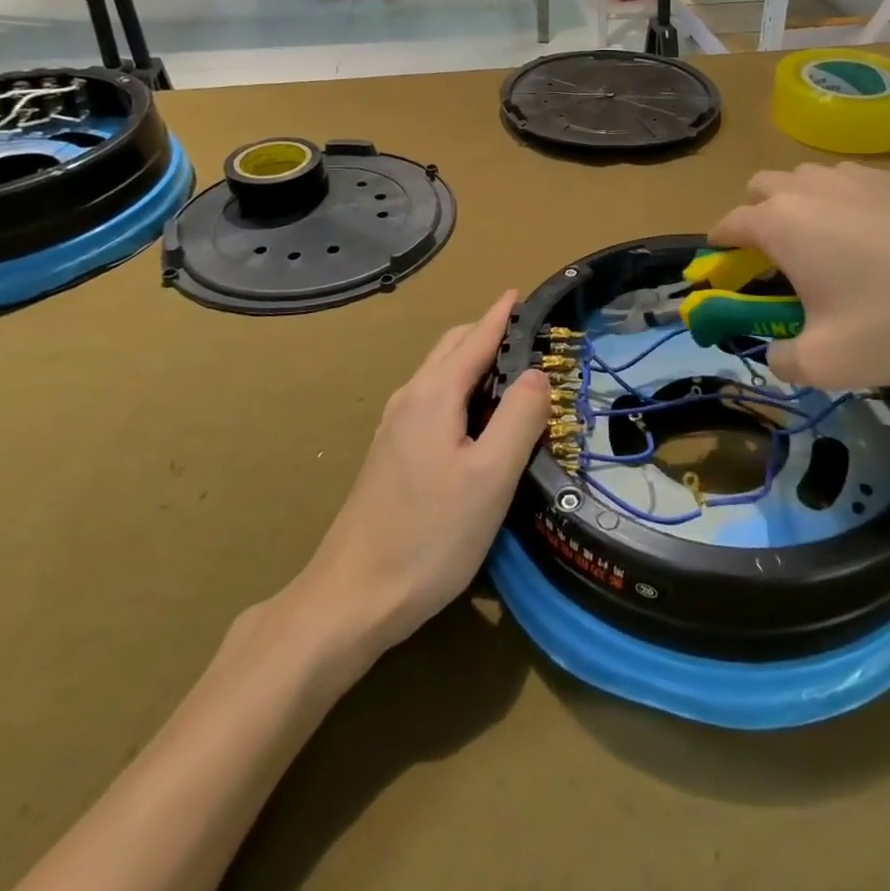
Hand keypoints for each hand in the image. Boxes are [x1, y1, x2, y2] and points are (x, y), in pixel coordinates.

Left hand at [301, 292, 548, 649]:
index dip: (500, 315)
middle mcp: (409, 399)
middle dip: (486, 332)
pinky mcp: (390, 454)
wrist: (352, 597)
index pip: (474, 339)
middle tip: (527, 336)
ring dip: (472, 360)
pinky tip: (475, 417)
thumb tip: (537, 373)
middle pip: (451, 349)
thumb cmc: (430, 535)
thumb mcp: (491, 477)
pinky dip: (459, 388)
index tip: (521, 293)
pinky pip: (431, 399)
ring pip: (438, 374)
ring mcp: (394, 427)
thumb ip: (519, 417)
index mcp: (434, 396)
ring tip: (509, 373)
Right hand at [710, 164, 889, 388]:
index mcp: (781, 222)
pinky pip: (849, 185)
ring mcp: (855, 175)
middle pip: (761, 188)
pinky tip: (876, 242)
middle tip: (775, 262)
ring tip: (826, 250)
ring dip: (798, 208)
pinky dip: (842, 206)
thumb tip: (777, 351)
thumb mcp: (829, 362)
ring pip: (806, 181)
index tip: (723, 274)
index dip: (718, 251)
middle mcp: (809, 187)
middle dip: (755, 219)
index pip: (727, 224)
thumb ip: (782, 360)